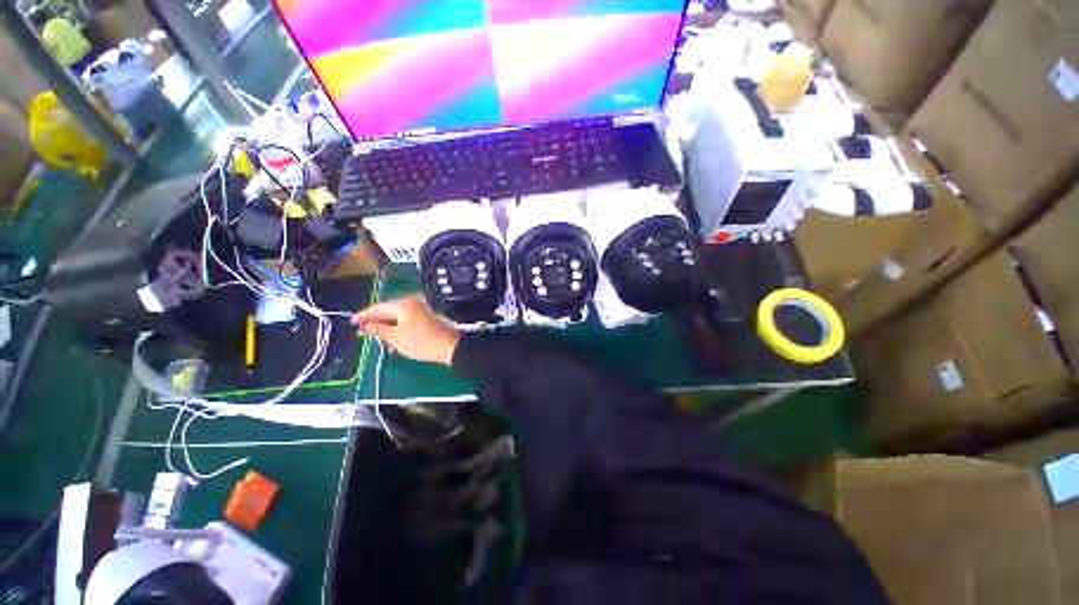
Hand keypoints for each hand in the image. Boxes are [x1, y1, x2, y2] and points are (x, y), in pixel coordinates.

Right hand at [351, 295, 461, 365]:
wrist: (449, 346)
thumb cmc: (420, 342)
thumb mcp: (395, 338)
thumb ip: (379, 329)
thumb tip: (367, 324)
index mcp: (403, 304)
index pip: (378, 307)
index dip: (364, 315)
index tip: (352, 322)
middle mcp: (412, 303)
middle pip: (388, 311)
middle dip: (376, 323)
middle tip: (362, 333)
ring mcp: (421, 309)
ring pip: (398, 318)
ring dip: (388, 328)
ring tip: (378, 341)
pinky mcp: (427, 317)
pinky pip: (407, 321)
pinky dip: (399, 329)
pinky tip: (394, 342)